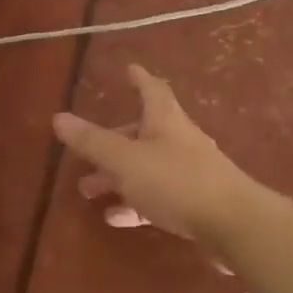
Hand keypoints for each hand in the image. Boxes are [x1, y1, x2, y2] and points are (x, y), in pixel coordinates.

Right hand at [52, 64, 266, 246]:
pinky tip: (116, 218)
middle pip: (143, 131)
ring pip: (147, 166)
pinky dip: (135, 201)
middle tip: (87, 151)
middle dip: (114, 139)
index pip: (151, 89)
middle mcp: (179, 139)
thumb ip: (93, 142)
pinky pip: (158, 195)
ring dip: (118, 176)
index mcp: (165, 119)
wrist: (233, 223)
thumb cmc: (176, 181)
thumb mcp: (126, 161)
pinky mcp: (195, 202)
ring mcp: (190, 171)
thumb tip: (58, 117)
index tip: (129, 69)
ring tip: (88, 190)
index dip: (138, 78)